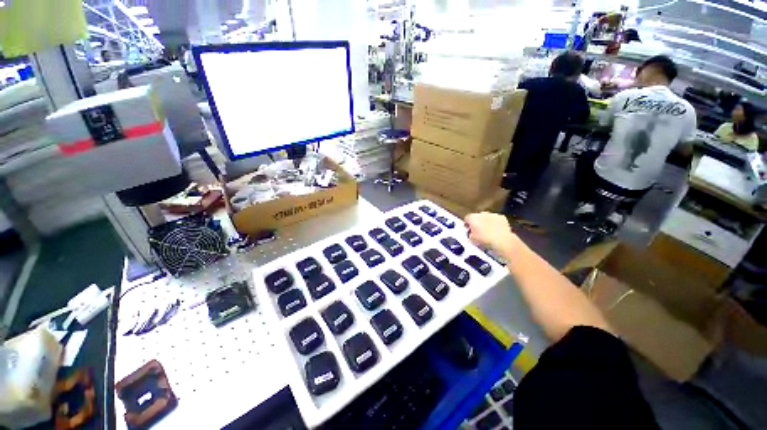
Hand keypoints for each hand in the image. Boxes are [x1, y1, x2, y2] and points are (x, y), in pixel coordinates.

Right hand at [464, 212, 516, 254]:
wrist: (501, 241)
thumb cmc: (484, 240)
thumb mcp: (471, 240)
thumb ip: (469, 234)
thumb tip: (471, 234)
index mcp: (472, 218)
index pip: (467, 219)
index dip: (467, 224)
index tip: (468, 229)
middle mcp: (481, 214)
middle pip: (477, 217)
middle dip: (477, 223)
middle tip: (478, 232)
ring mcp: (492, 214)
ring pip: (487, 218)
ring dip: (487, 223)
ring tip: (488, 233)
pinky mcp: (502, 217)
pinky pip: (497, 220)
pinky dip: (496, 224)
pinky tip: (497, 232)